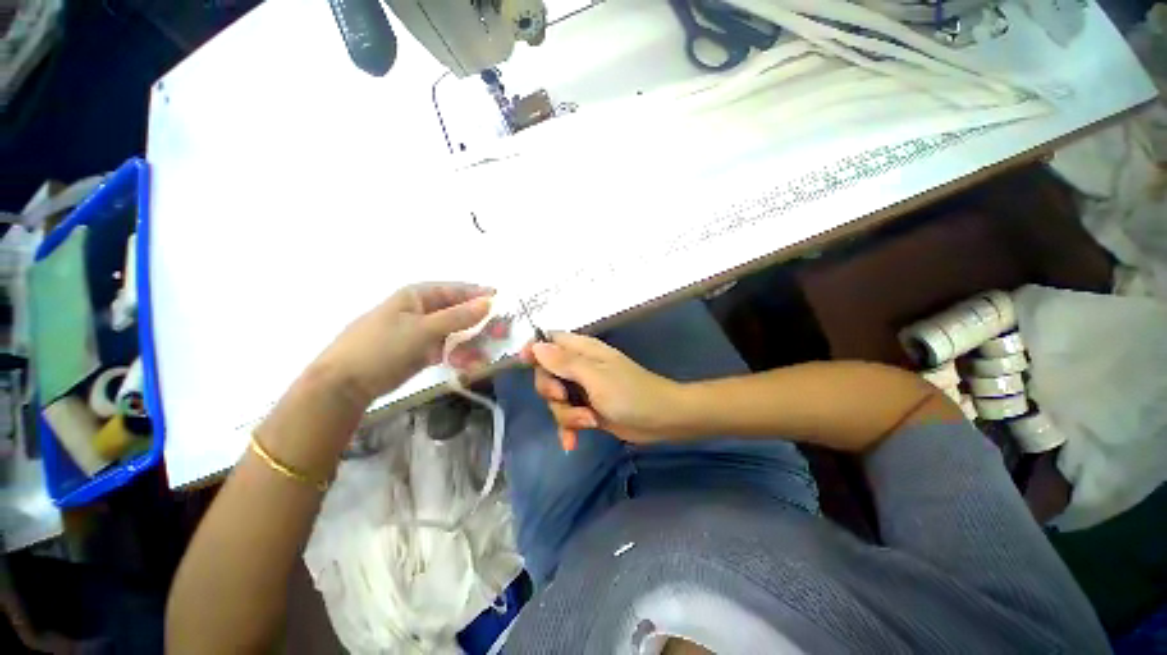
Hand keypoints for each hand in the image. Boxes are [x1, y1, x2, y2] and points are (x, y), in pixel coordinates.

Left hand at [316, 282, 492, 403]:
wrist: (346, 383)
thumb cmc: (382, 346)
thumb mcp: (423, 329)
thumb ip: (458, 316)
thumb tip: (489, 302)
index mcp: (418, 296)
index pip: (456, 290)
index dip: (479, 295)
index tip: (502, 303)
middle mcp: (423, 310)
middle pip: (459, 312)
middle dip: (479, 323)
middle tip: (500, 334)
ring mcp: (423, 332)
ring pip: (457, 332)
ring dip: (471, 343)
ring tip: (482, 358)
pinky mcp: (422, 351)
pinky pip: (448, 348)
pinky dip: (460, 355)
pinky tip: (468, 365)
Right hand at [522, 332, 682, 449]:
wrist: (660, 419)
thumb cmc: (630, 392)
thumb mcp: (594, 376)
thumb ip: (564, 362)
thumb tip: (536, 346)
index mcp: (583, 350)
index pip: (550, 340)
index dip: (535, 349)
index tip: (525, 365)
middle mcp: (580, 367)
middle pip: (546, 373)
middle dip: (550, 390)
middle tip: (565, 398)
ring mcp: (584, 390)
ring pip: (555, 400)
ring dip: (565, 415)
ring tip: (587, 421)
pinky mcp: (588, 410)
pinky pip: (567, 417)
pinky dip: (568, 428)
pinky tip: (572, 442)